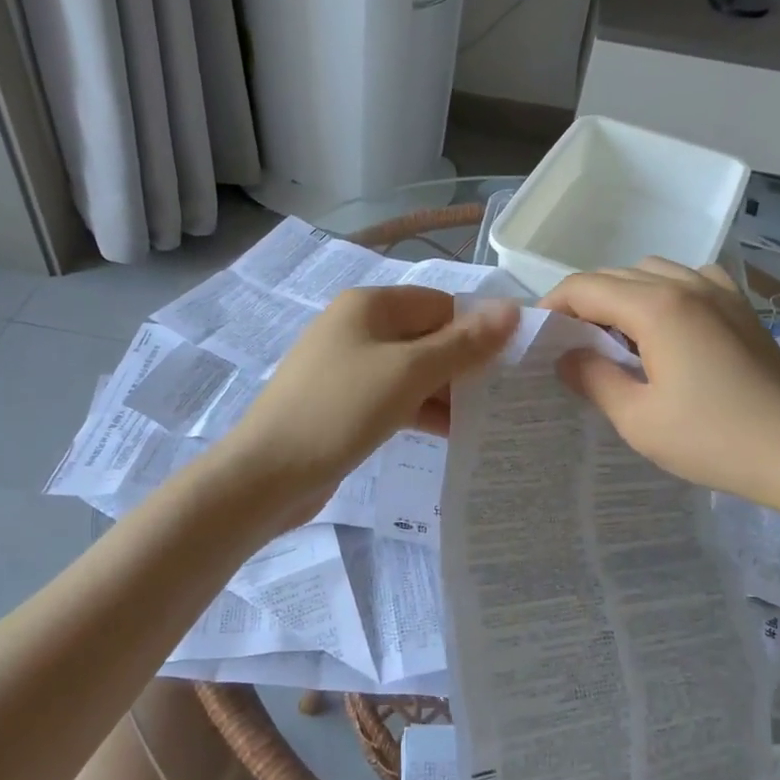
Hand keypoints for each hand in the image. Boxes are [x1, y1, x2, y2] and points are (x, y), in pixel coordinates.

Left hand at [218, 285, 517, 511]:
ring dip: (447, 391)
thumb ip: (463, 343)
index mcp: (370, 305)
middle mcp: (358, 327)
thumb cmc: (340, 411)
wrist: (266, 474)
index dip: (477, 329)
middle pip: (427, 335)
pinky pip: (394, 396)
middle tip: (507, 395)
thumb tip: (512, 310)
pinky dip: (421, 409)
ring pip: (413, 370)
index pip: (441, 304)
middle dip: (465, 364)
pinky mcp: (345, 402)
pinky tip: (452, 433)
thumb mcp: (408, 373)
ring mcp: (349, 367)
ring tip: (489, 418)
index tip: (512, 364)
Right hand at [542, 259, 779, 522]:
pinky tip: (667, 326)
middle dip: (584, 300)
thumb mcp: (638, 419)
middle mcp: (686, 285)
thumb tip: (567, 357)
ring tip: (615, 335)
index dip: (553, 305)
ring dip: (624, 293)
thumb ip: (594, 379)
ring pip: (653, 271)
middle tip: (570, 341)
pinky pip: (690, 279)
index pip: (585, 287)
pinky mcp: (742, 308)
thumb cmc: (714, 439)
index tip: (538, 335)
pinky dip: (665, 291)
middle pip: (617, 274)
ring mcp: (720, 292)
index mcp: (656, 307)